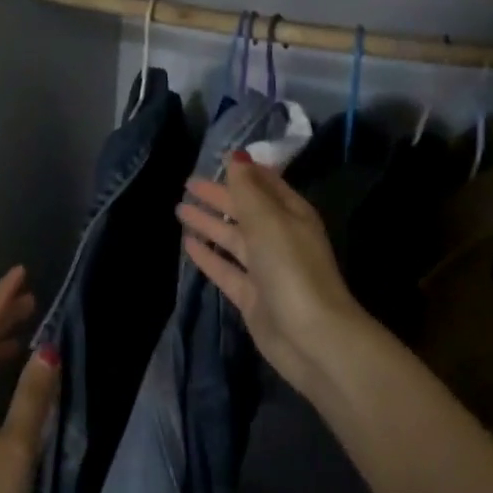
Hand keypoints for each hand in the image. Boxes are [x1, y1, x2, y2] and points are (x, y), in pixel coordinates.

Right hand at [176, 155, 367, 395]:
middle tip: (188, 183)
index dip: (243, 171)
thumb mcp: (268, 220)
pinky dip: (207, 255)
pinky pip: (225, 268)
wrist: (312, 337)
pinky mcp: (251, 296)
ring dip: (209, 223)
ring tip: (179, 209)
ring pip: (232, 239)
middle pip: (244, 210)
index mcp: (291, 214)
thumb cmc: (291, 268)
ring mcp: (265, 269)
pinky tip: (188, 244)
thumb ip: (247, 189)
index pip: (265, 184)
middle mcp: (279, 237)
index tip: (218, 158)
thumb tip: (236, 156)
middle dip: (219, 196)